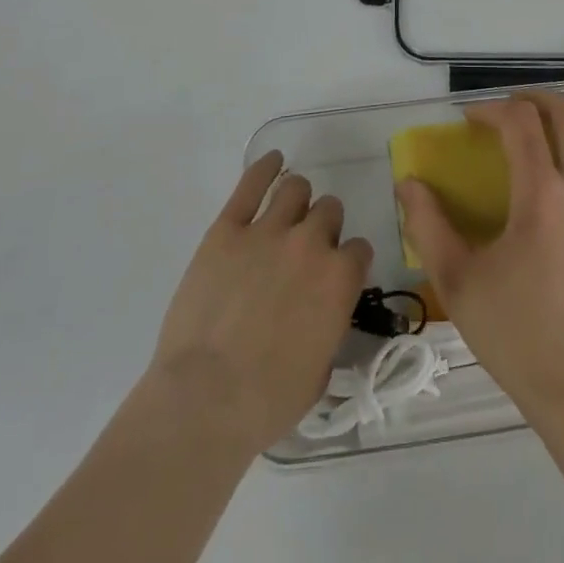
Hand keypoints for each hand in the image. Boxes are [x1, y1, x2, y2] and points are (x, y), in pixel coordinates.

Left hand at [145, 151, 371, 454]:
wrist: (205, 400)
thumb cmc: (267, 401)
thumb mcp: (320, 371)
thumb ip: (329, 326)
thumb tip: (322, 313)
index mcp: (340, 279)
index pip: (358, 249)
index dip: (347, 262)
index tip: (335, 274)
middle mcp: (311, 243)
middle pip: (329, 211)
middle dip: (323, 227)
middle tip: (305, 250)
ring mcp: (267, 231)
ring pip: (295, 189)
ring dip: (297, 199)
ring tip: (287, 211)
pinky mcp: (227, 229)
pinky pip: (251, 184)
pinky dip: (264, 167)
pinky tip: (272, 161)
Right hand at [397, 91, 563, 427]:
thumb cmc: (517, 336)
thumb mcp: (457, 283)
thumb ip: (427, 226)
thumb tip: (409, 183)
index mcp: (542, 197)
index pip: (521, 122)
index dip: (491, 108)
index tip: (470, 120)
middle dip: (534, 99)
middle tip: (507, 113)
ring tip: (548, 126)